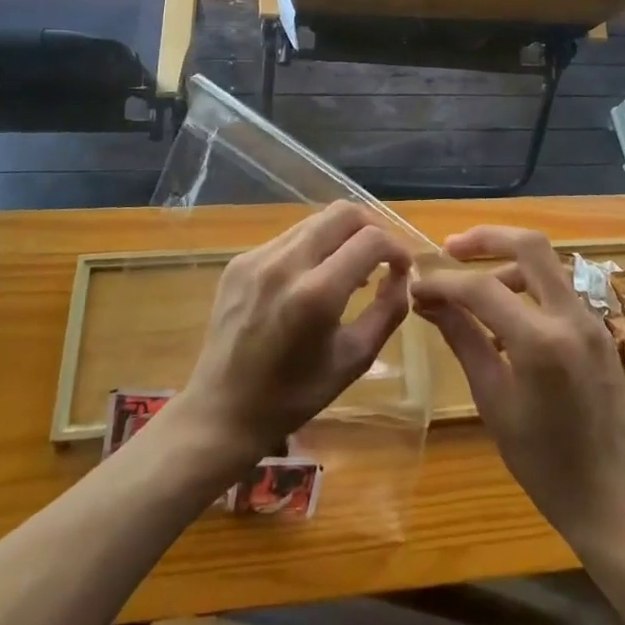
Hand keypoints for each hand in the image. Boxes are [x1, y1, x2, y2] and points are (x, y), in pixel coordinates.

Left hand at [175, 201, 414, 463]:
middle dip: (372, 227)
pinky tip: (313, 279)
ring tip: (349, 269)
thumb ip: (387, 310)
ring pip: (315, 220)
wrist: (221, 411)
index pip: (371, 239)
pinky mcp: (240, 261)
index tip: (402, 268)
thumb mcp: (354, 360)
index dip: (397, 248)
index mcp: (316, 293)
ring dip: (342, 236)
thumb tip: (401, 275)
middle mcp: (285, 263)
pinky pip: (289, 238)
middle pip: (343, 212)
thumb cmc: (294, 395)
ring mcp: (257, 257)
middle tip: (382, 256)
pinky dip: (313, 248)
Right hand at [412, 226, 624, 545]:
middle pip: (529, 246)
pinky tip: (505, 320)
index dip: (444, 282)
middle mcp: (572, 317)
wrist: (614, 500)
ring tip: (472, 295)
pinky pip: (558, 291)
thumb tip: (428, 301)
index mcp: (542, 341)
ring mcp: (592, 321)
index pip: (482, 288)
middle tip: (450, 248)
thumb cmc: (545, 464)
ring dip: (507, 264)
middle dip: (486, 238)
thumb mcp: (494, 401)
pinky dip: (527, 289)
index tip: (416, 286)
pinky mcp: (599, 331)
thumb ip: (463, 340)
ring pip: (546, 264)